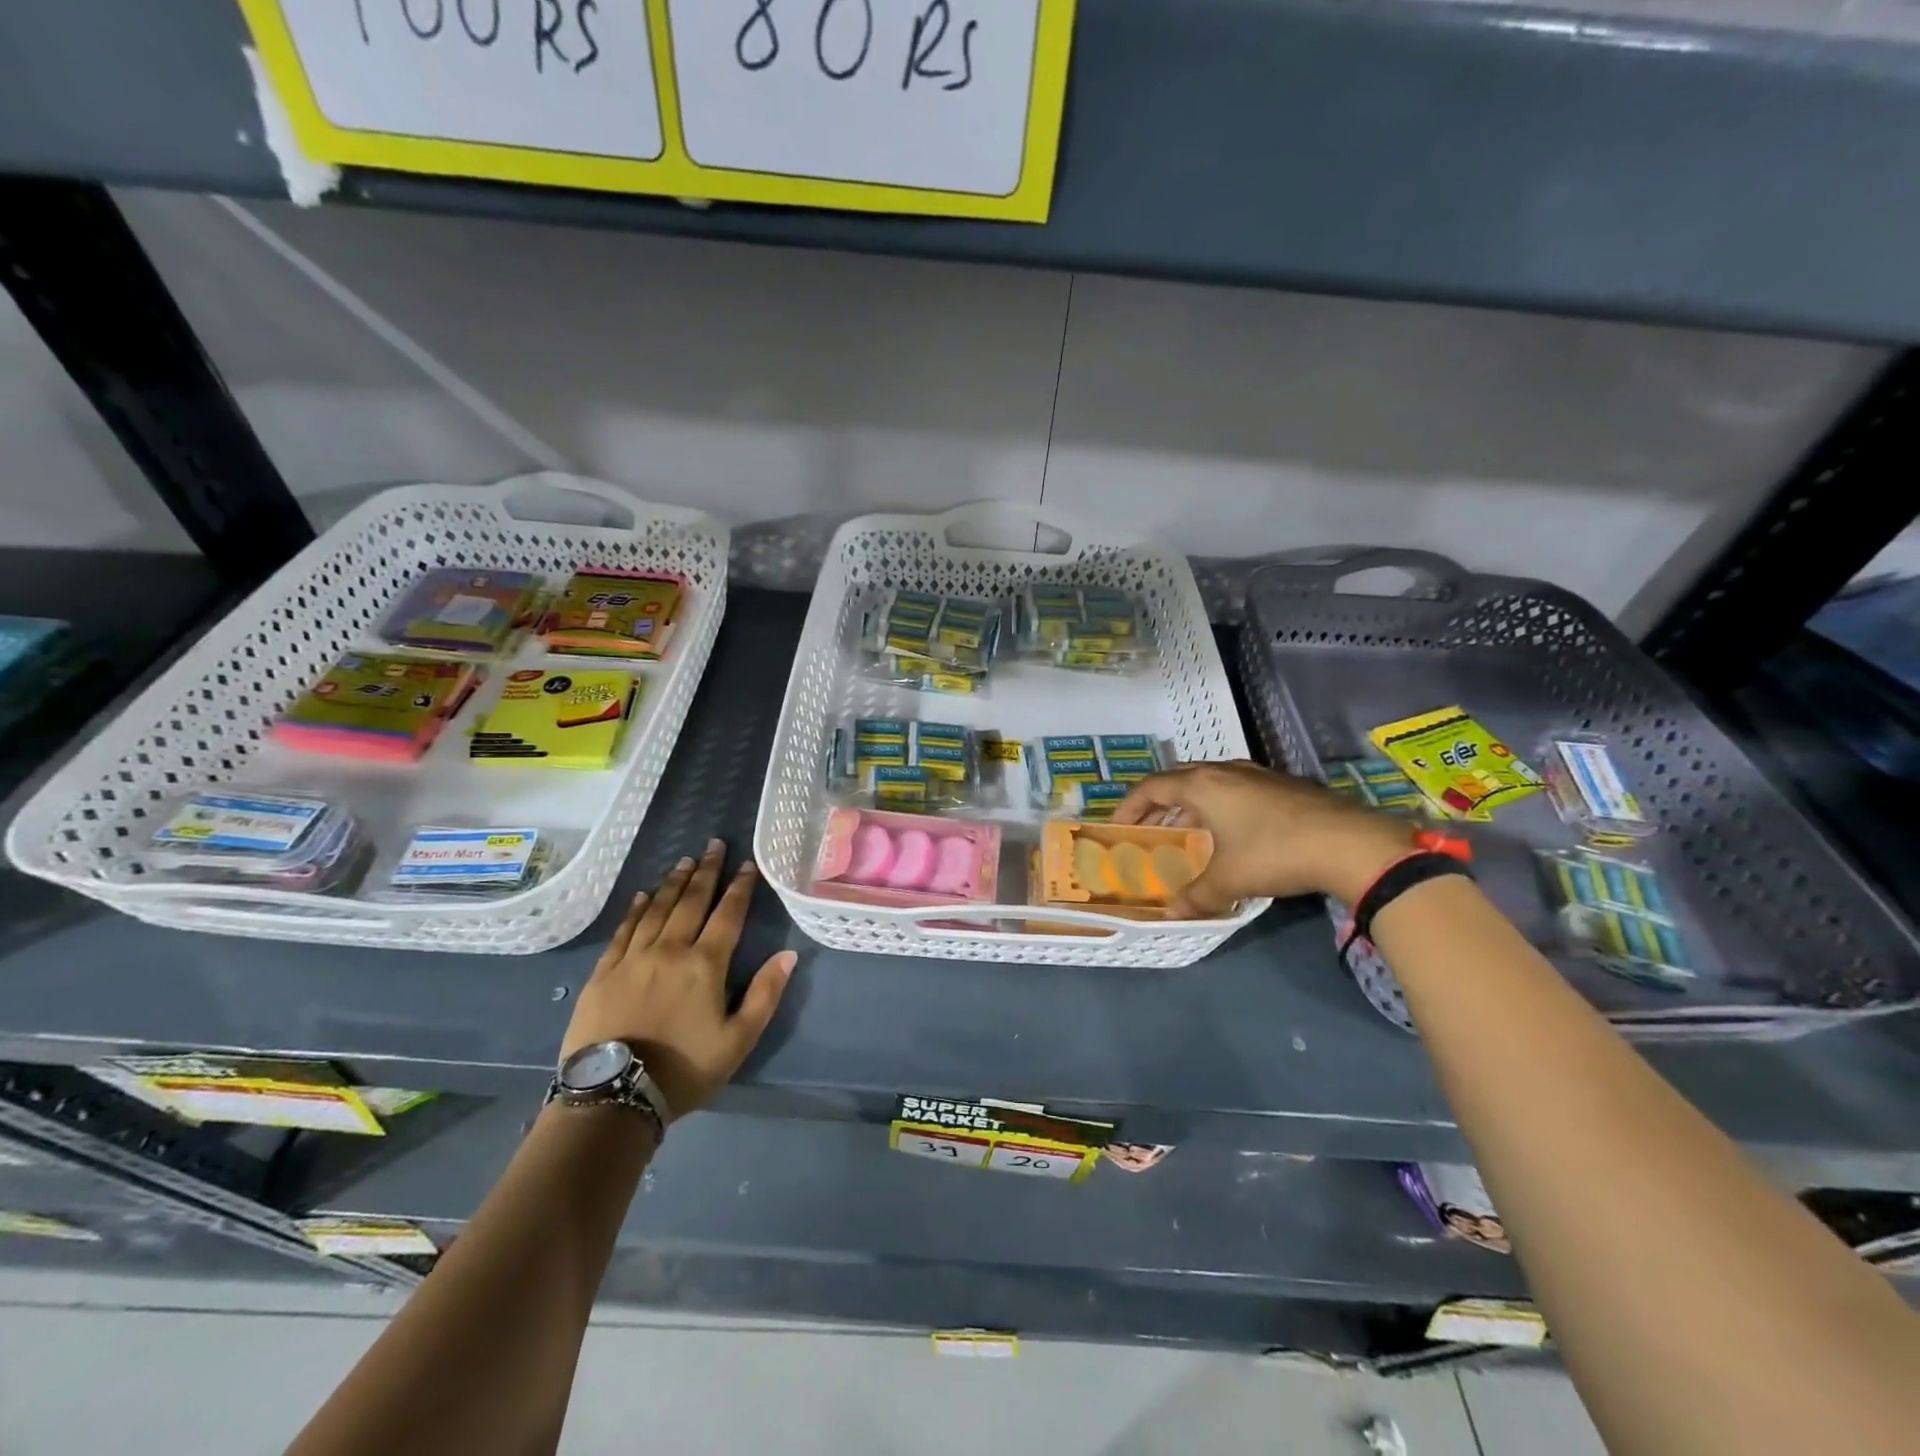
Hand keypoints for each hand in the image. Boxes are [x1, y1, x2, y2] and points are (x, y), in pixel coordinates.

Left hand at [561, 840, 794, 1120]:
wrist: (613, 1096)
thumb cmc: (684, 1069)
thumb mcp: (738, 1040)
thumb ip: (764, 995)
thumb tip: (788, 954)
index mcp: (705, 964)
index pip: (727, 915)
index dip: (739, 887)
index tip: (747, 864)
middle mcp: (670, 950)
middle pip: (691, 901)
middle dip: (706, 871)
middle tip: (714, 845)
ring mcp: (633, 958)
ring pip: (657, 909)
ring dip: (673, 883)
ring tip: (684, 861)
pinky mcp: (604, 972)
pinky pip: (623, 931)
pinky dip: (635, 909)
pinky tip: (642, 896)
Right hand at [1113, 761, 1412, 912]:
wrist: (1351, 843)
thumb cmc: (1275, 853)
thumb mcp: (1229, 879)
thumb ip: (1195, 895)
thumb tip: (1171, 914)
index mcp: (1202, 784)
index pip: (1150, 787)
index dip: (1128, 806)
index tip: (1118, 827)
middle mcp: (1224, 771)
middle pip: (1178, 779)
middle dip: (1157, 803)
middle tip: (1148, 828)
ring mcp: (1255, 774)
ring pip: (1208, 782)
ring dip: (1189, 803)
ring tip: (1185, 830)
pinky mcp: (1281, 785)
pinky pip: (1233, 788)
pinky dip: (1217, 805)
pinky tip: (1229, 831)